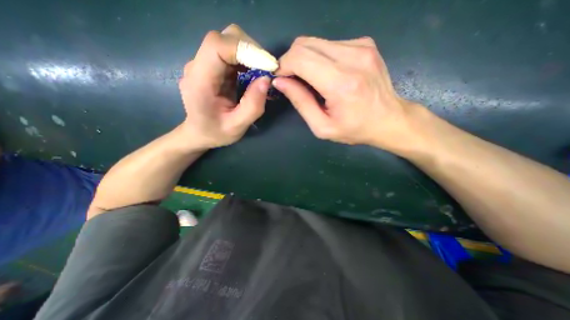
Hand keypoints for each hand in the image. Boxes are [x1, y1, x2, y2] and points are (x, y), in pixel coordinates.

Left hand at [179, 24, 269, 150]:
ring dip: (251, 55)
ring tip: (262, 75)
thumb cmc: (216, 133)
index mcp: (200, 81)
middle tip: (267, 71)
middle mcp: (198, 65)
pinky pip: (232, 53)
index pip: (217, 46)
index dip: (245, 49)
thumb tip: (266, 79)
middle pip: (226, 38)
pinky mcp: (213, 66)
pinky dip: (247, 60)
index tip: (267, 66)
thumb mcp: (237, 127)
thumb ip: (252, 106)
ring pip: (230, 42)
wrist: (200, 133)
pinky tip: (254, 76)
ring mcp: (205, 63)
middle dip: (251, 51)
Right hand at [274, 36, 420, 150]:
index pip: (300, 58)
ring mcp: (362, 46)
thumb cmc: (354, 129)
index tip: (280, 78)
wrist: (389, 120)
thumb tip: (280, 82)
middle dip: (291, 60)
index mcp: (340, 83)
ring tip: (311, 79)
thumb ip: (301, 103)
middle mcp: (352, 57)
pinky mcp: (365, 44)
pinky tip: (327, 74)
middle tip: (292, 79)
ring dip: (306, 59)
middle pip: (305, 44)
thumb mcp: (322, 127)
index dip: (283, 65)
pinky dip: (321, 57)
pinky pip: (330, 44)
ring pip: (316, 42)